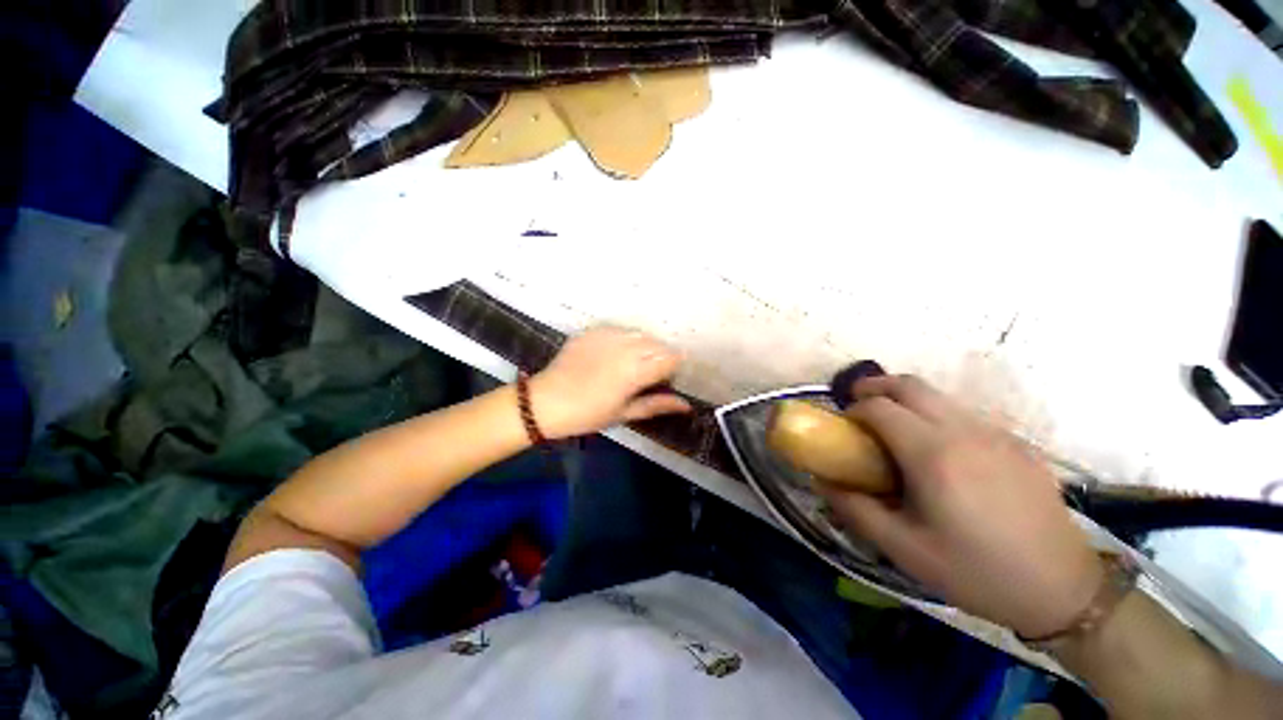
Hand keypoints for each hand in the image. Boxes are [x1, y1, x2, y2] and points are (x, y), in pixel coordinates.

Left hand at [529, 327, 691, 438]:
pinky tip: (615, 353)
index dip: (674, 367)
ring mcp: (609, 335)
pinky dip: (625, 340)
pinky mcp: (594, 330)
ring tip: (633, 363)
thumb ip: (657, 405)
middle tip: (650, 374)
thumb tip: (686, 405)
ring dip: (645, 346)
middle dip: (661, 357)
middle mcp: (627, 347)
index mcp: (636, 371)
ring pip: (641, 334)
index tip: (668, 377)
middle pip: (659, 344)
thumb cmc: (588, 414)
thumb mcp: (624, 413)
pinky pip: (620, 330)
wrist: (546, 401)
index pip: (671, 358)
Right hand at [820, 374, 1102, 637]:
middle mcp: (964, 431)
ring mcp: (996, 433)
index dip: (854, 410)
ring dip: (905, 398)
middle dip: (875, 386)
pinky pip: (964, 413)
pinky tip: (938, 449)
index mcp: (933, 454)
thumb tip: (823, 482)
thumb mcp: (904, 549)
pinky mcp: (1017, 443)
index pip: (879, 407)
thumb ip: (855, 509)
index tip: (844, 425)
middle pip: (910, 385)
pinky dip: (935, 414)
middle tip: (858, 403)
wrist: (1063, 588)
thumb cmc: (977, 571)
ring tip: (893, 425)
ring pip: (938, 395)